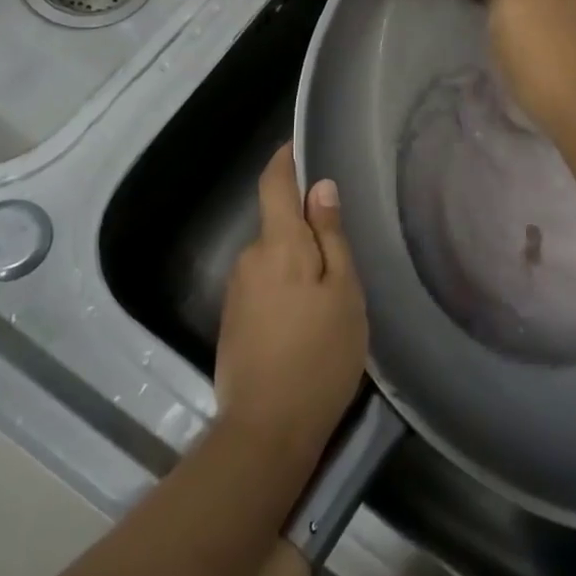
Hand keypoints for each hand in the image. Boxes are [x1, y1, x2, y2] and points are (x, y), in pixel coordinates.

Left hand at [214, 143, 367, 474]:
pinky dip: (285, 290)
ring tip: (330, 298)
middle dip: (305, 229)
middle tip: (343, 257)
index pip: (274, 184)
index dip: (284, 160)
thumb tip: (321, 188)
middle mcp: (249, 258)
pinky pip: (263, 286)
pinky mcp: (232, 320)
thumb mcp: (343, 293)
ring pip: (272, 259)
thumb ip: (331, 237)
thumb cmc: (319, 355)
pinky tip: (305, 323)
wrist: (266, 429)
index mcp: (278, 244)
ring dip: (296, 265)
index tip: (298, 145)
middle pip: (277, 225)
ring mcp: (236, 291)